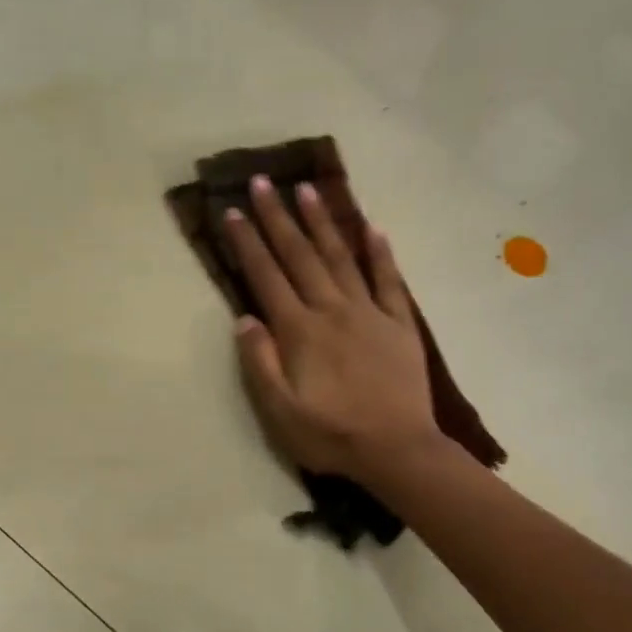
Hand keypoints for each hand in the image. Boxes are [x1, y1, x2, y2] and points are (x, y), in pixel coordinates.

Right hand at [224, 177, 444, 487]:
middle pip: (300, 256)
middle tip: (263, 182)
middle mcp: (332, 311)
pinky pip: (389, 281)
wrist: (397, 450)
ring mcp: (369, 314)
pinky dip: (380, 254)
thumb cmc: (331, 436)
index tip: (232, 212)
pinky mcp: (399, 325)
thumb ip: (260, 363)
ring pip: (341, 258)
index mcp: (300, 332)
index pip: (267, 277)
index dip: (248, 244)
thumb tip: (244, 318)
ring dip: (323, 223)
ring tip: (308, 189)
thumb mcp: (280, 412)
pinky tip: (373, 228)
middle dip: (278, 218)